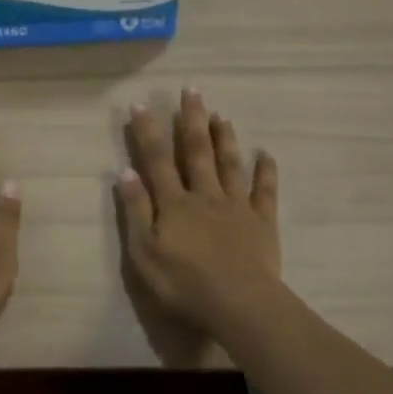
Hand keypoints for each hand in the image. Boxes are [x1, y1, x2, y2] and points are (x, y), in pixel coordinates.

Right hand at [117, 90, 280, 339]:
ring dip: (225, 137)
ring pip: (230, 163)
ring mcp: (236, 205)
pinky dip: (266, 170)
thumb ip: (136, 211)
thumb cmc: (184, 283)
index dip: (148, 132)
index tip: (141, 104)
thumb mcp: (144, 253)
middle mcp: (205, 195)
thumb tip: (126, 172)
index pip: (157, 160)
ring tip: (221, 114)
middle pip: (197, 151)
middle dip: (192, 119)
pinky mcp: (262, 221)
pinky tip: (266, 153)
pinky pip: (265, 190)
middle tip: (192, 90)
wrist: (239, 304)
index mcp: (174, 203)